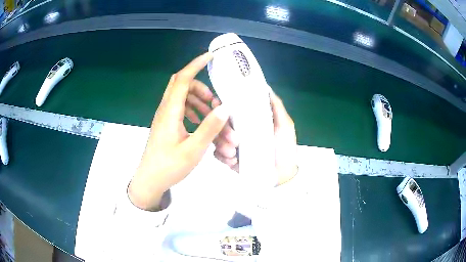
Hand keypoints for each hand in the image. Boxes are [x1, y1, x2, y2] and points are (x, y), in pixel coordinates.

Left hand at [128, 53, 228, 210]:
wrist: (150, 181)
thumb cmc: (169, 167)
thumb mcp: (193, 149)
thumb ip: (210, 128)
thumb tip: (225, 107)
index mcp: (170, 112)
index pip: (182, 79)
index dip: (196, 64)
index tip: (210, 57)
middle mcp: (166, 110)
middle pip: (183, 86)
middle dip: (202, 89)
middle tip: (217, 102)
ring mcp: (166, 118)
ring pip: (184, 99)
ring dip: (200, 104)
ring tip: (214, 119)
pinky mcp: (167, 126)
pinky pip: (182, 110)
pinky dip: (194, 112)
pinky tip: (202, 125)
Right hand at [211, 91, 297, 185]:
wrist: (283, 175)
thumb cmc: (285, 148)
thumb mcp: (285, 125)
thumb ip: (276, 106)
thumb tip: (266, 86)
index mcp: (248, 120)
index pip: (230, 109)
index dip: (221, 105)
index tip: (218, 104)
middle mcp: (237, 130)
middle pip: (219, 124)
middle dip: (223, 130)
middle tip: (236, 140)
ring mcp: (232, 145)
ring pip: (216, 138)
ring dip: (222, 145)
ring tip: (234, 153)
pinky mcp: (229, 159)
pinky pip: (218, 155)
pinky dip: (223, 157)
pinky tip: (233, 161)